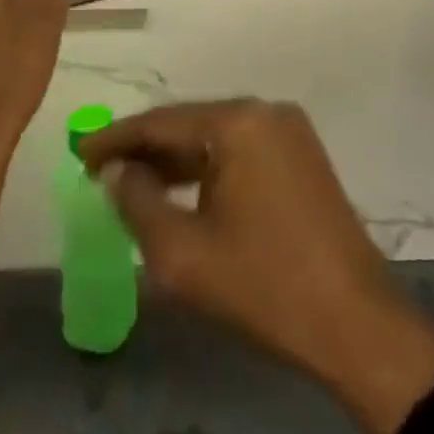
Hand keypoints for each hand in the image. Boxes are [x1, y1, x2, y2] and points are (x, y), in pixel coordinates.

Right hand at [80, 100, 433, 433]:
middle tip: (101, 171)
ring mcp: (289, 131)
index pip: (163, 121)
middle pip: (191, 123)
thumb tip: (117, 171)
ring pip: (217, 138)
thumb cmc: (264, 286)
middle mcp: (265, 111)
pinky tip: (183, 192)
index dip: (117, 138)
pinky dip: (209, 168)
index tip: (79, 152)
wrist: (355, 321)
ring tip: (133, 184)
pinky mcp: (302, 155)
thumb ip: (138, 203)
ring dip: (177, 160)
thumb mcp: (183, 254)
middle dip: (146, 149)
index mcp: (238, 122)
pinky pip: (242, 151)